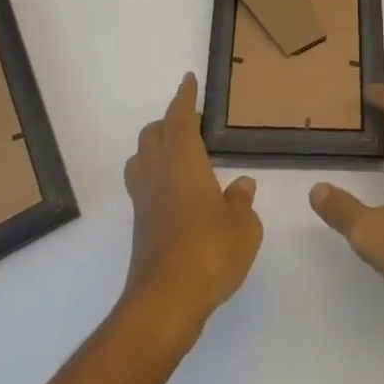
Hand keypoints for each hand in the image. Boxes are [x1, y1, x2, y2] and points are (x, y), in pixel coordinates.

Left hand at [121, 73, 262, 341]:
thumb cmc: (209, 252)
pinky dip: (157, 178)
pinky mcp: (140, 227)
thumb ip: (241, 201)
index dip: (185, 97)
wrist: (165, 303)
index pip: (180, 117)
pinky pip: (144, 187)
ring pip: (141, 159)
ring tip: (182, 157)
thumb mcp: (243, 226)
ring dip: (156, 149)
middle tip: (194, 126)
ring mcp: (144, 201)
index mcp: (183, 160)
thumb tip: (241, 186)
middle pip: (153, 133)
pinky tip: (179, 196)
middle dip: (169, 122)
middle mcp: (158, 172)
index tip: (189, 80)